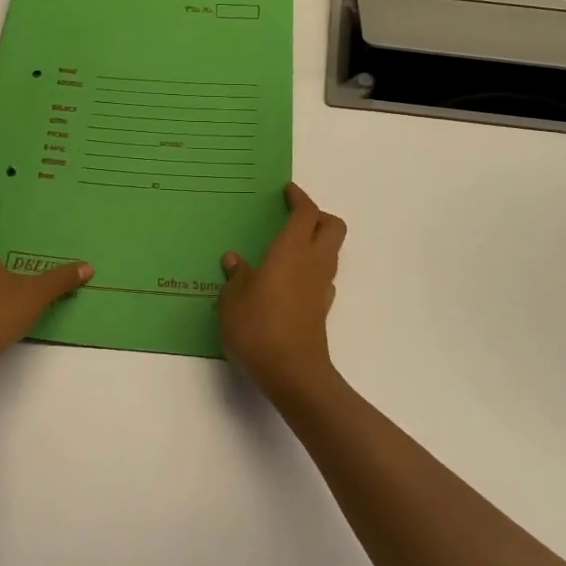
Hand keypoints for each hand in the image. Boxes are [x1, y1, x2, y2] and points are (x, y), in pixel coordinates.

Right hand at [218, 183, 345, 404]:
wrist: (292, 373)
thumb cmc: (258, 327)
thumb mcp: (232, 299)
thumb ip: (236, 277)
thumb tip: (234, 261)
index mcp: (291, 250)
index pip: (306, 213)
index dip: (299, 198)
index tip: (287, 191)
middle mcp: (313, 262)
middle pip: (332, 226)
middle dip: (318, 216)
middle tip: (294, 217)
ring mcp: (321, 287)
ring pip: (330, 252)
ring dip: (315, 243)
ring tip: (286, 249)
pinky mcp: (321, 309)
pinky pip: (322, 277)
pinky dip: (310, 270)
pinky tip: (289, 282)